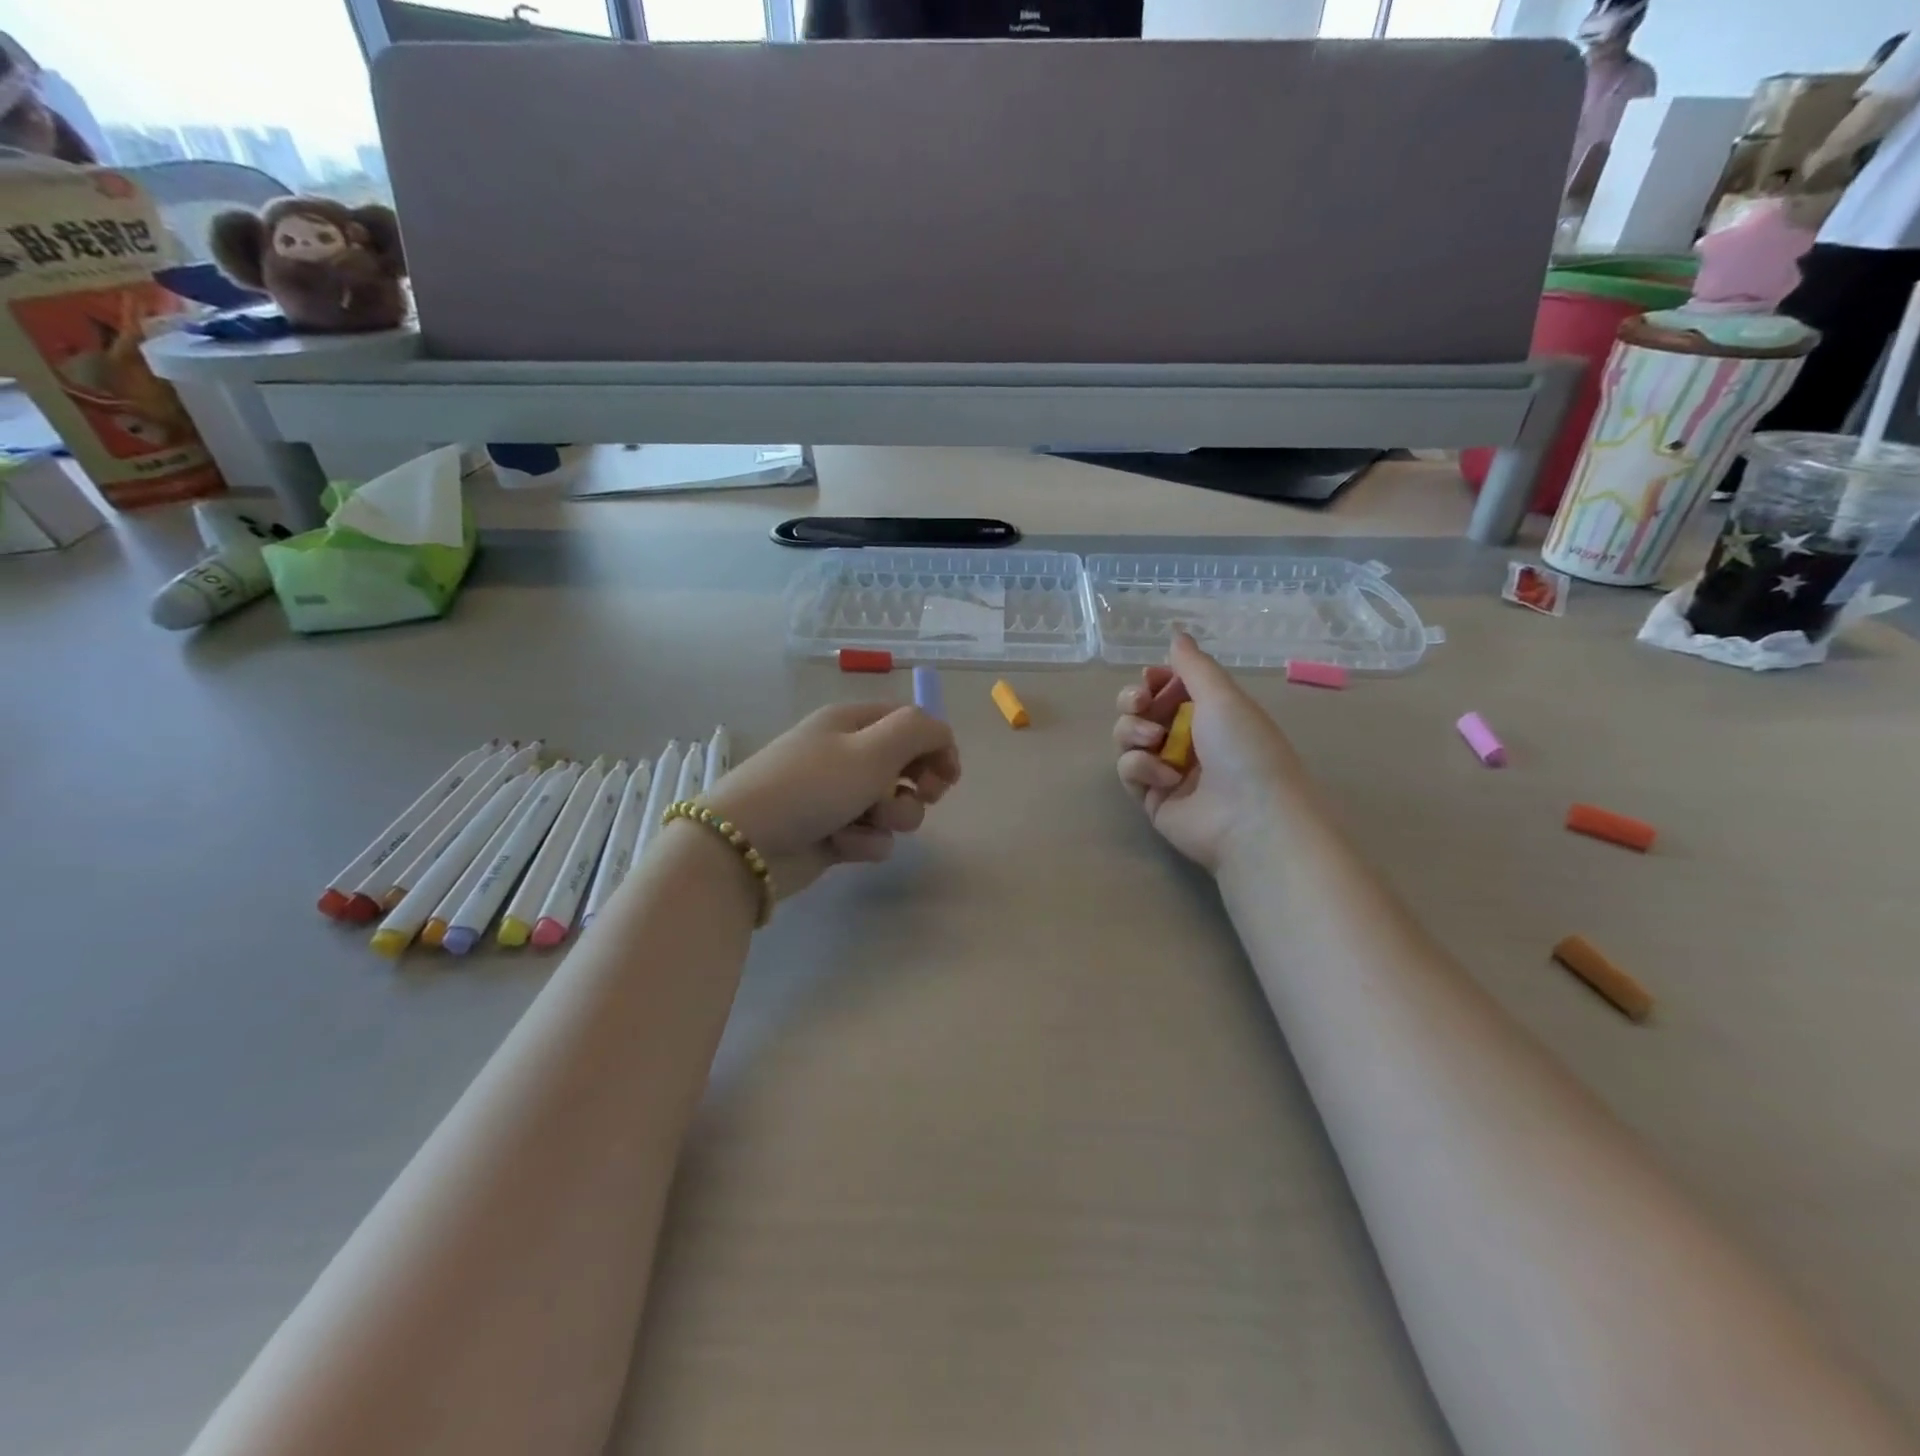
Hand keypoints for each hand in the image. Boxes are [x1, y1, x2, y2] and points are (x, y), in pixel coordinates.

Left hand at [703, 703, 960, 898]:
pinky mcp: (833, 834)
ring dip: (890, 818)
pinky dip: (863, 842)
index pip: (909, 722)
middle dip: (919, 786)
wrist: (745, 845)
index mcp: (851, 722)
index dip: (936, 744)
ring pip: (893, 807)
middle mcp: (846, 755)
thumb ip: (920, 731)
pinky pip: (871, 836)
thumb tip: (942, 735)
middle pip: (906, 766)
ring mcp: (838, 796)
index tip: (950, 774)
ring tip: (866, 821)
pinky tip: (841, 844)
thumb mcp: (872, 748)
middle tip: (924, 796)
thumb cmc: (811, 785)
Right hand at [1112, 633, 1309, 872]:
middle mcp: (1187, 739)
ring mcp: (1167, 770)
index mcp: (1210, 714)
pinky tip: (1166, 777)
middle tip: (1140, 702)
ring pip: (1128, 737)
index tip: (1149, 678)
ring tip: (1154, 739)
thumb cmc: (1244, 748)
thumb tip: (1176, 634)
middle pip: (1140, 710)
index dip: (1153, 680)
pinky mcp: (1151, 798)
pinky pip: (1129, 770)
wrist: (1249, 817)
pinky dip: (1142, 767)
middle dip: (1133, 701)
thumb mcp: (1222, 697)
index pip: (1169, 688)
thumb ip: (1193, 665)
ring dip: (1134, 730)